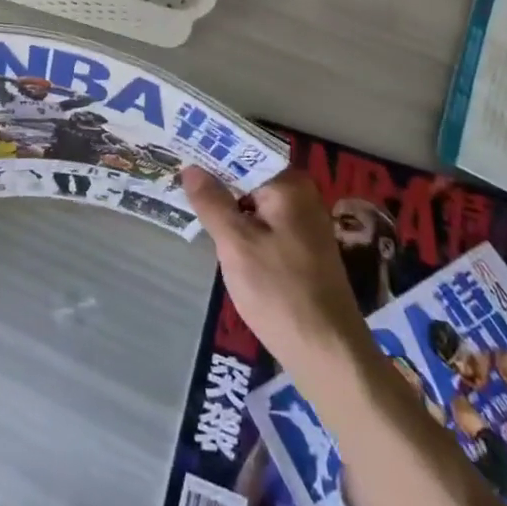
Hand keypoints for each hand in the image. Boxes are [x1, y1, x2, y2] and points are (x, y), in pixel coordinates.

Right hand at [181, 167, 370, 373]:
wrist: (329, 354)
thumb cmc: (280, 292)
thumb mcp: (236, 244)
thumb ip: (212, 202)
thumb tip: (191, 168)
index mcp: (289, 184)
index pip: (243, 154)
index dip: (211, 153)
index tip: (180, 151)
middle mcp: (301, 195)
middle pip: (250, 177)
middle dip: (217, 179)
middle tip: (176, 175)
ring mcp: (304, 223)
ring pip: (256, 202)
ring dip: (228, 203)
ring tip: (189, 199)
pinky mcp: (303, 250)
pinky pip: (265, 223)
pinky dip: (242, 224)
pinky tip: (218, 232)